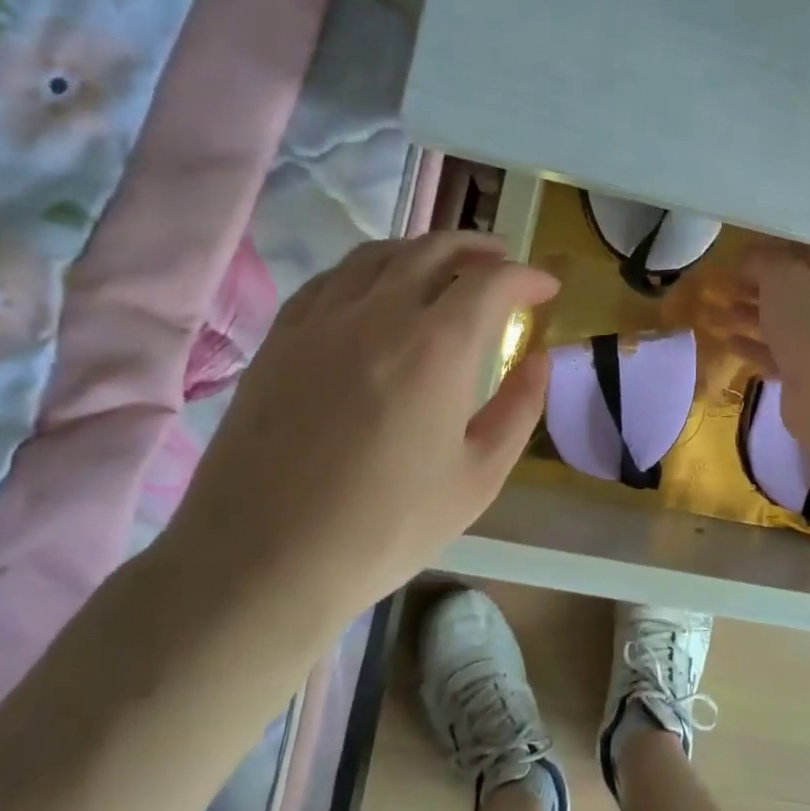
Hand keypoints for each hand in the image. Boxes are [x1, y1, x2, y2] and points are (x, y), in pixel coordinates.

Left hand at [161, 232, 557, 636]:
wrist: (262, 561)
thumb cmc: (385, 528)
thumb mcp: (478, 478)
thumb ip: (519, 408)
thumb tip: (539, 359)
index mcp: (436, 349)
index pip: (492, 282)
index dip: (527, 277)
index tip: (547, 289)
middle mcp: (379, 314)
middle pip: (435, 250)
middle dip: (481, 249)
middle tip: (505, 263)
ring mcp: (321, 321)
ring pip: (380, 255)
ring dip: (425, 249)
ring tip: (448, 266)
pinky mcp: (281, 339)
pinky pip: (333, 279)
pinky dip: (371, 269)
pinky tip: (377, 290)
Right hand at [723, 243, 809, 429]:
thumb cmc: (809, 319)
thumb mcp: (781, 276)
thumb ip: (763, 260)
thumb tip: (750, 256)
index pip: (808, 254)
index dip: (775, 251)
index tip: (742, 254)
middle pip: (793, 291)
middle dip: (756, 287)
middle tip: (723, 283)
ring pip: (782, 324)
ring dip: (750, 316)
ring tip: (717, 311)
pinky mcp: (809, 374)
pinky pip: (777, 354)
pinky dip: (754, 346)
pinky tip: (728, 341)